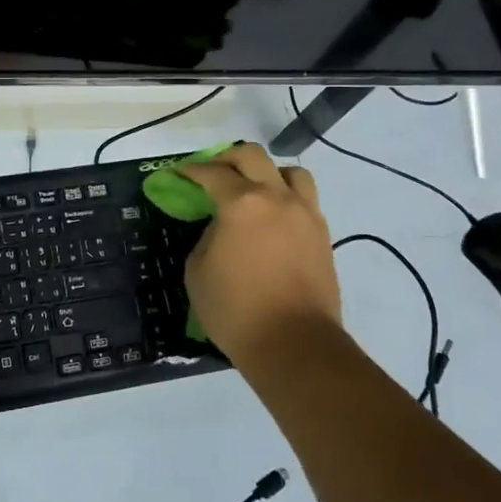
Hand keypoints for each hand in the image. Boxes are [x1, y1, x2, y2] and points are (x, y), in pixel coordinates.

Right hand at [177, 144, 342, 369]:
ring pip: (290, 172)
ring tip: (255, 190)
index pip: (212, 173)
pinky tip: (274, 218)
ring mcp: (305, 214)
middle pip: (253, 156)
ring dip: (268, 173)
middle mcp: (276, 198)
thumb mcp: (198, 271)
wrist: (295, 345)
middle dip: (228, 158)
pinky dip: (287, 198)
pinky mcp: (322, 235)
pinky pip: (305, 200)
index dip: (190, 170)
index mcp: (241, 203)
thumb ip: (207, 236)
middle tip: (213, 173)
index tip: (178, 174)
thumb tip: (221, 227)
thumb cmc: (236, 310)